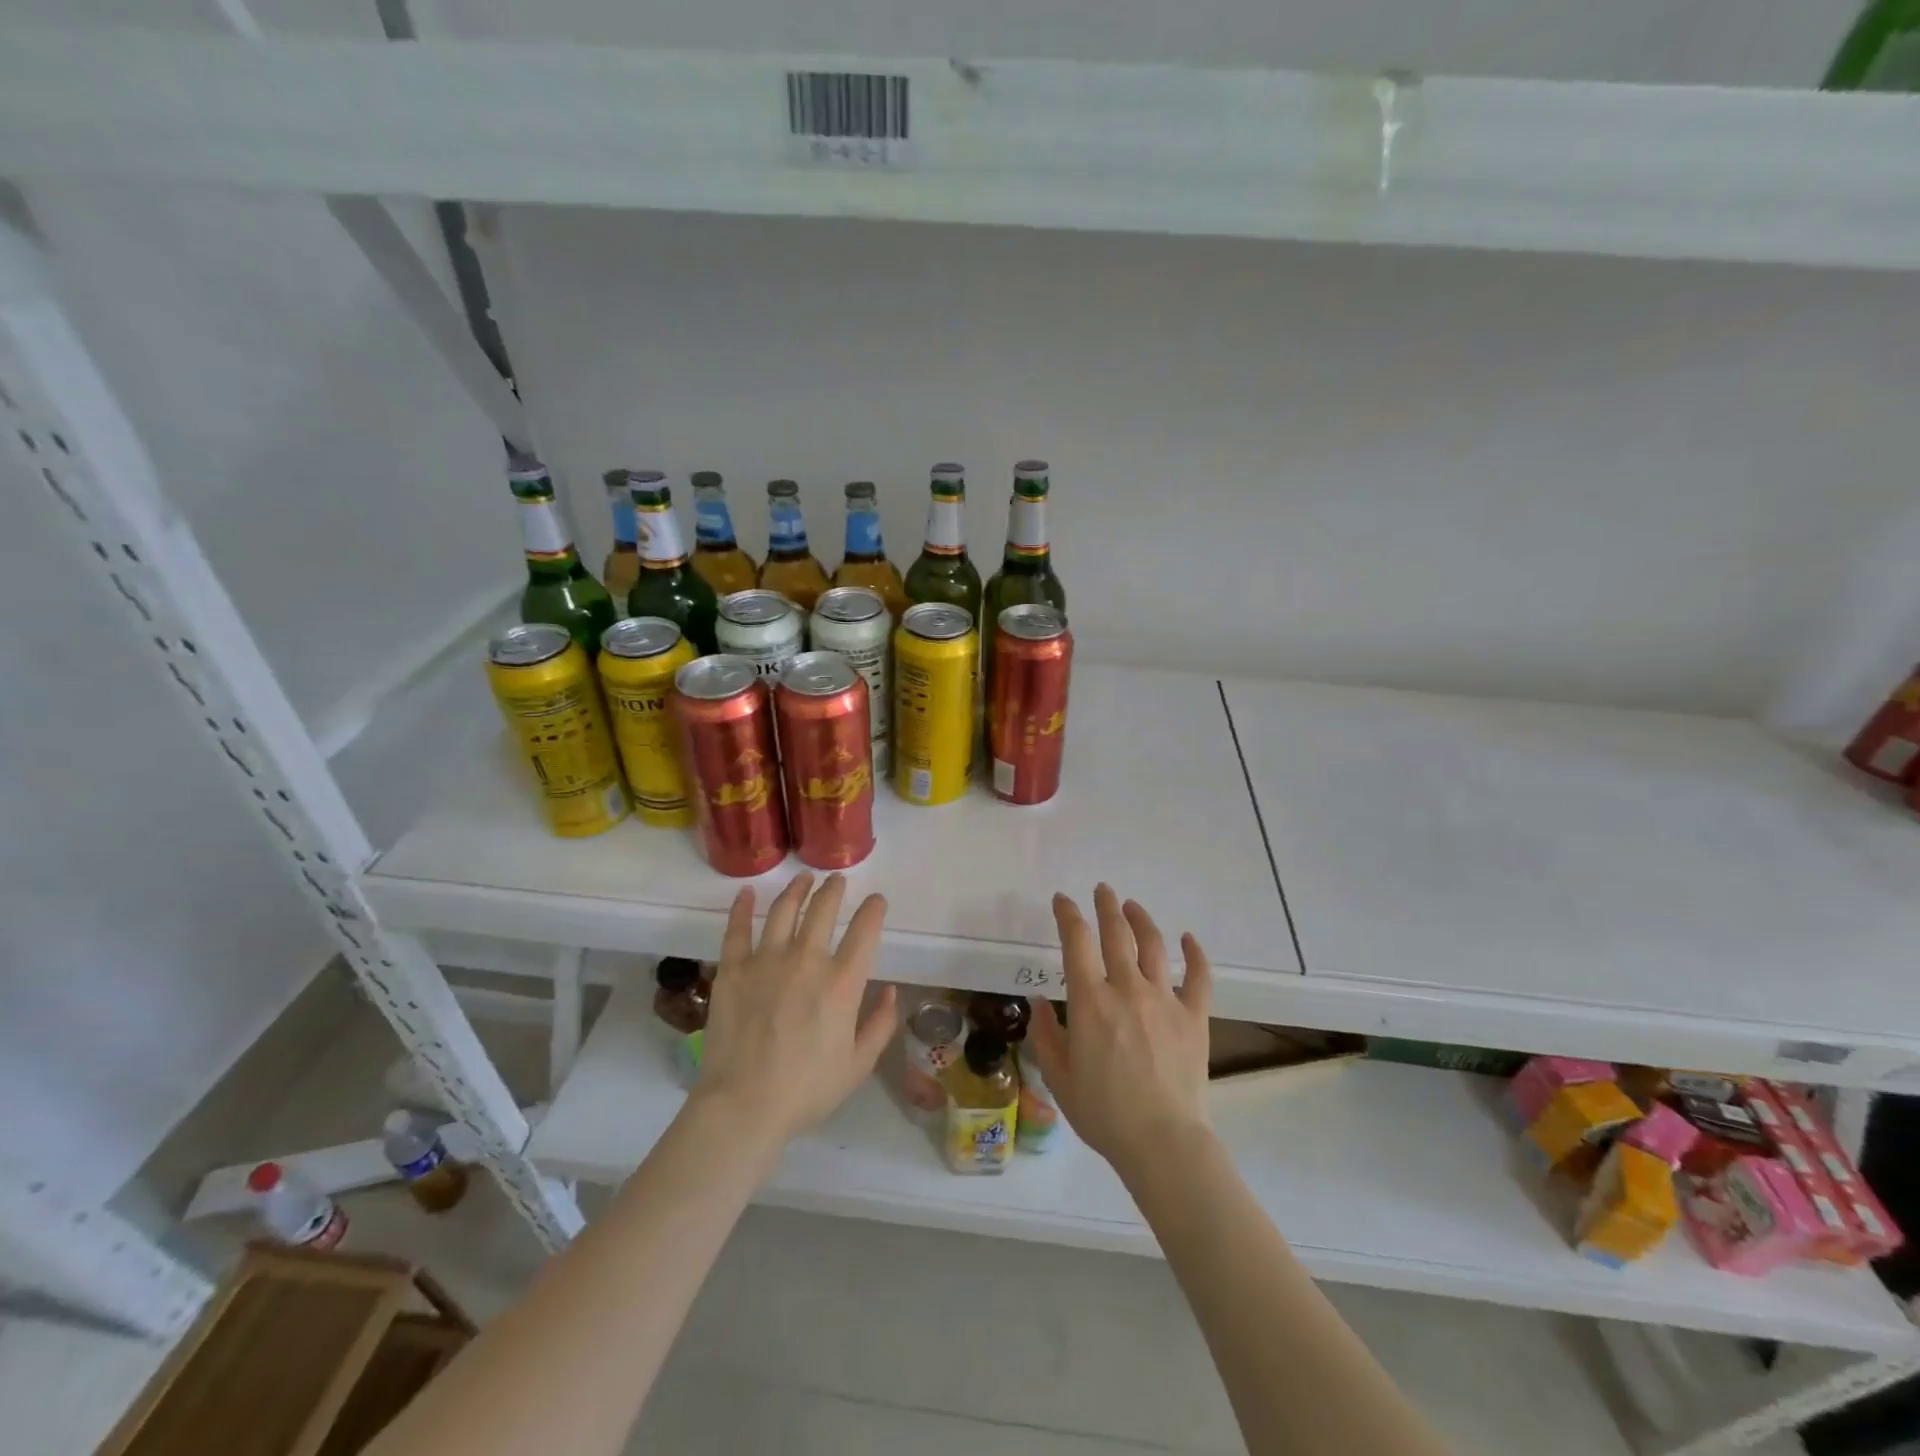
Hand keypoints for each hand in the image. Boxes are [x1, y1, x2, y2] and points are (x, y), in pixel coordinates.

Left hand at [693, 872, 898, 1146]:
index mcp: (842, 983)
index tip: (877, 901)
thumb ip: (880, 1025)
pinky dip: (742, 908)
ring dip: (797, 890)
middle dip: (834, 890)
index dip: (874, 910)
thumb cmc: (806, 1090)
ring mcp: (766, 960)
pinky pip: (738, 929)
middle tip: (837, 880)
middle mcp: (807, 960)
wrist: (744, 1105)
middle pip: (823, 910)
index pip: (865, 932)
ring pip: (784, 910)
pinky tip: (747, 893)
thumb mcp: (858, 1065)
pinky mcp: (733, 969)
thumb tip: (890, 991)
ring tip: (803, 879)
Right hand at [1026, 884, 1213, 1182]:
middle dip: (1107, 906)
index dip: (1068, 914)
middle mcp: (1127, 989)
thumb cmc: (1103, 1113)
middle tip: (1102, 889)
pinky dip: (1194, 954)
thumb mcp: (1059, 1077)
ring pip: (1153, 945)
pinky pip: (1198, 976)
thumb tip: (1038, 1003)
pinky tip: (1188, 939)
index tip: (1063, 900)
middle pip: (1116, 933)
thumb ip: (1045, 1035)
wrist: (1163, 1142)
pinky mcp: (1194, 1016)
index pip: (1076, 941)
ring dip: (1141, 919)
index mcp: (1090, 1001)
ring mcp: (1164, 999)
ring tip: (1132, 906)